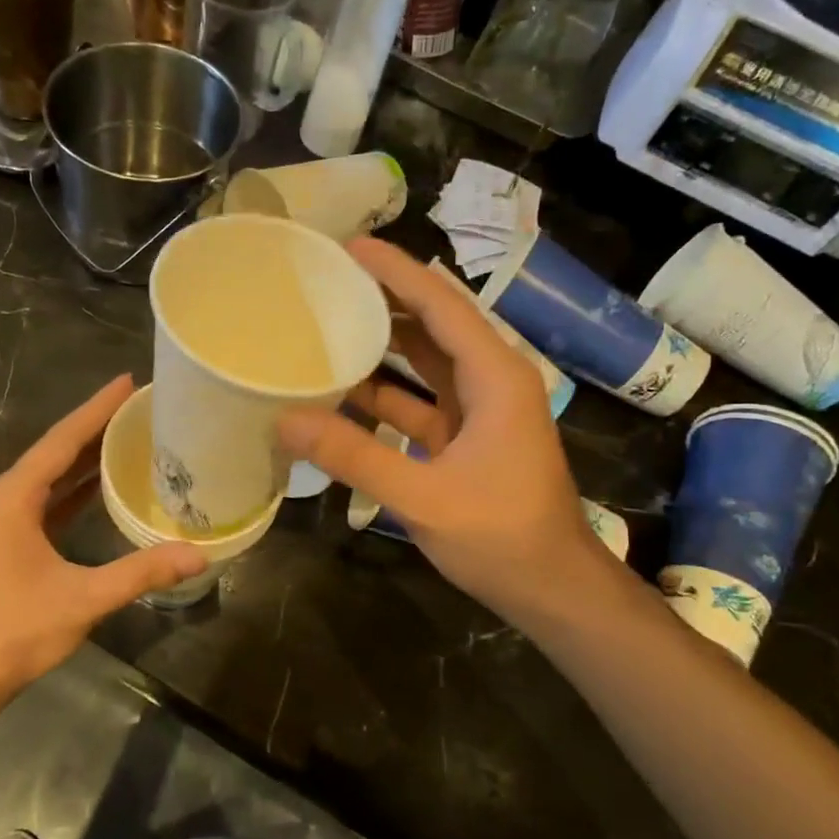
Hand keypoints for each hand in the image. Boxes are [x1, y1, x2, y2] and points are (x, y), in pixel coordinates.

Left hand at [0, 376, 206, 705]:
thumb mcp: (83, 598)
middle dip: (95, 428)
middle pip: (55, 452)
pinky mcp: (4, 544)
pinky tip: (101, 488)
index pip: (63, 440)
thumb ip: (141, 572)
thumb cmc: (13, 631)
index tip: (128, 382)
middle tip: (139, 407)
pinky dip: (73, 491)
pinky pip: (44, 503)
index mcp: (13, 498)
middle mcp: (3, 499)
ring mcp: (0, 522)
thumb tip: (199, 554)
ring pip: (49, 478)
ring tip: (127, 437)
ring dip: (85, 459)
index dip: (97, 409)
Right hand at [278, 239, 612, 626]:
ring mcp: (478, 411)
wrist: (554, 590)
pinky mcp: (465, 438)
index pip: (441, 305)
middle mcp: (490, 381)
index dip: (397, 272)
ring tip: (327, 322)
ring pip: (425, 361)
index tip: (350, 247)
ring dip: (382, 343)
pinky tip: (340, 391)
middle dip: (385, 297)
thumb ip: (354, 456)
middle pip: (433, 323)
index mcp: (495, 377)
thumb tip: (285, 419)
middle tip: (328, 279)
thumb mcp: (423, 497)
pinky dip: (383, 393)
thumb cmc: (502, 537)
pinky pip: (418, 399)